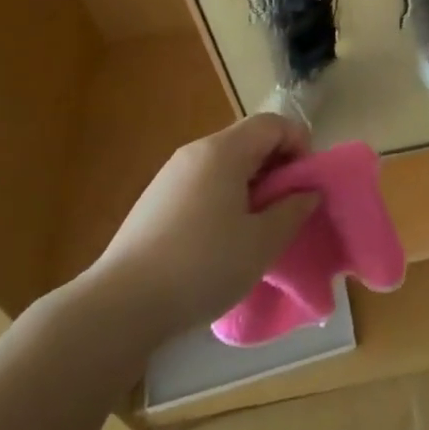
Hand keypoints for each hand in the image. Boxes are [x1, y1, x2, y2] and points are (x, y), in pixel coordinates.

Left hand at [87, 114, 318, 342]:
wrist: (120, 306)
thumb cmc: (203, 266)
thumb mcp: (262, 243)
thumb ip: (293, 211)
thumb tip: (308, 193)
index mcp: (223, 151)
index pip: (272, 123)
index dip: (299, 144)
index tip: (307, 183)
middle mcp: (195, 152)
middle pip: (248, 140)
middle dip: (277, 166)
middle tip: (288, 207)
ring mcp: (170, 176)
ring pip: (224, 164)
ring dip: (251, 185)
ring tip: (258, 227)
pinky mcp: (154, 201)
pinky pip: (202, 184)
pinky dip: (224, 197)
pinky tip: (221, 241)